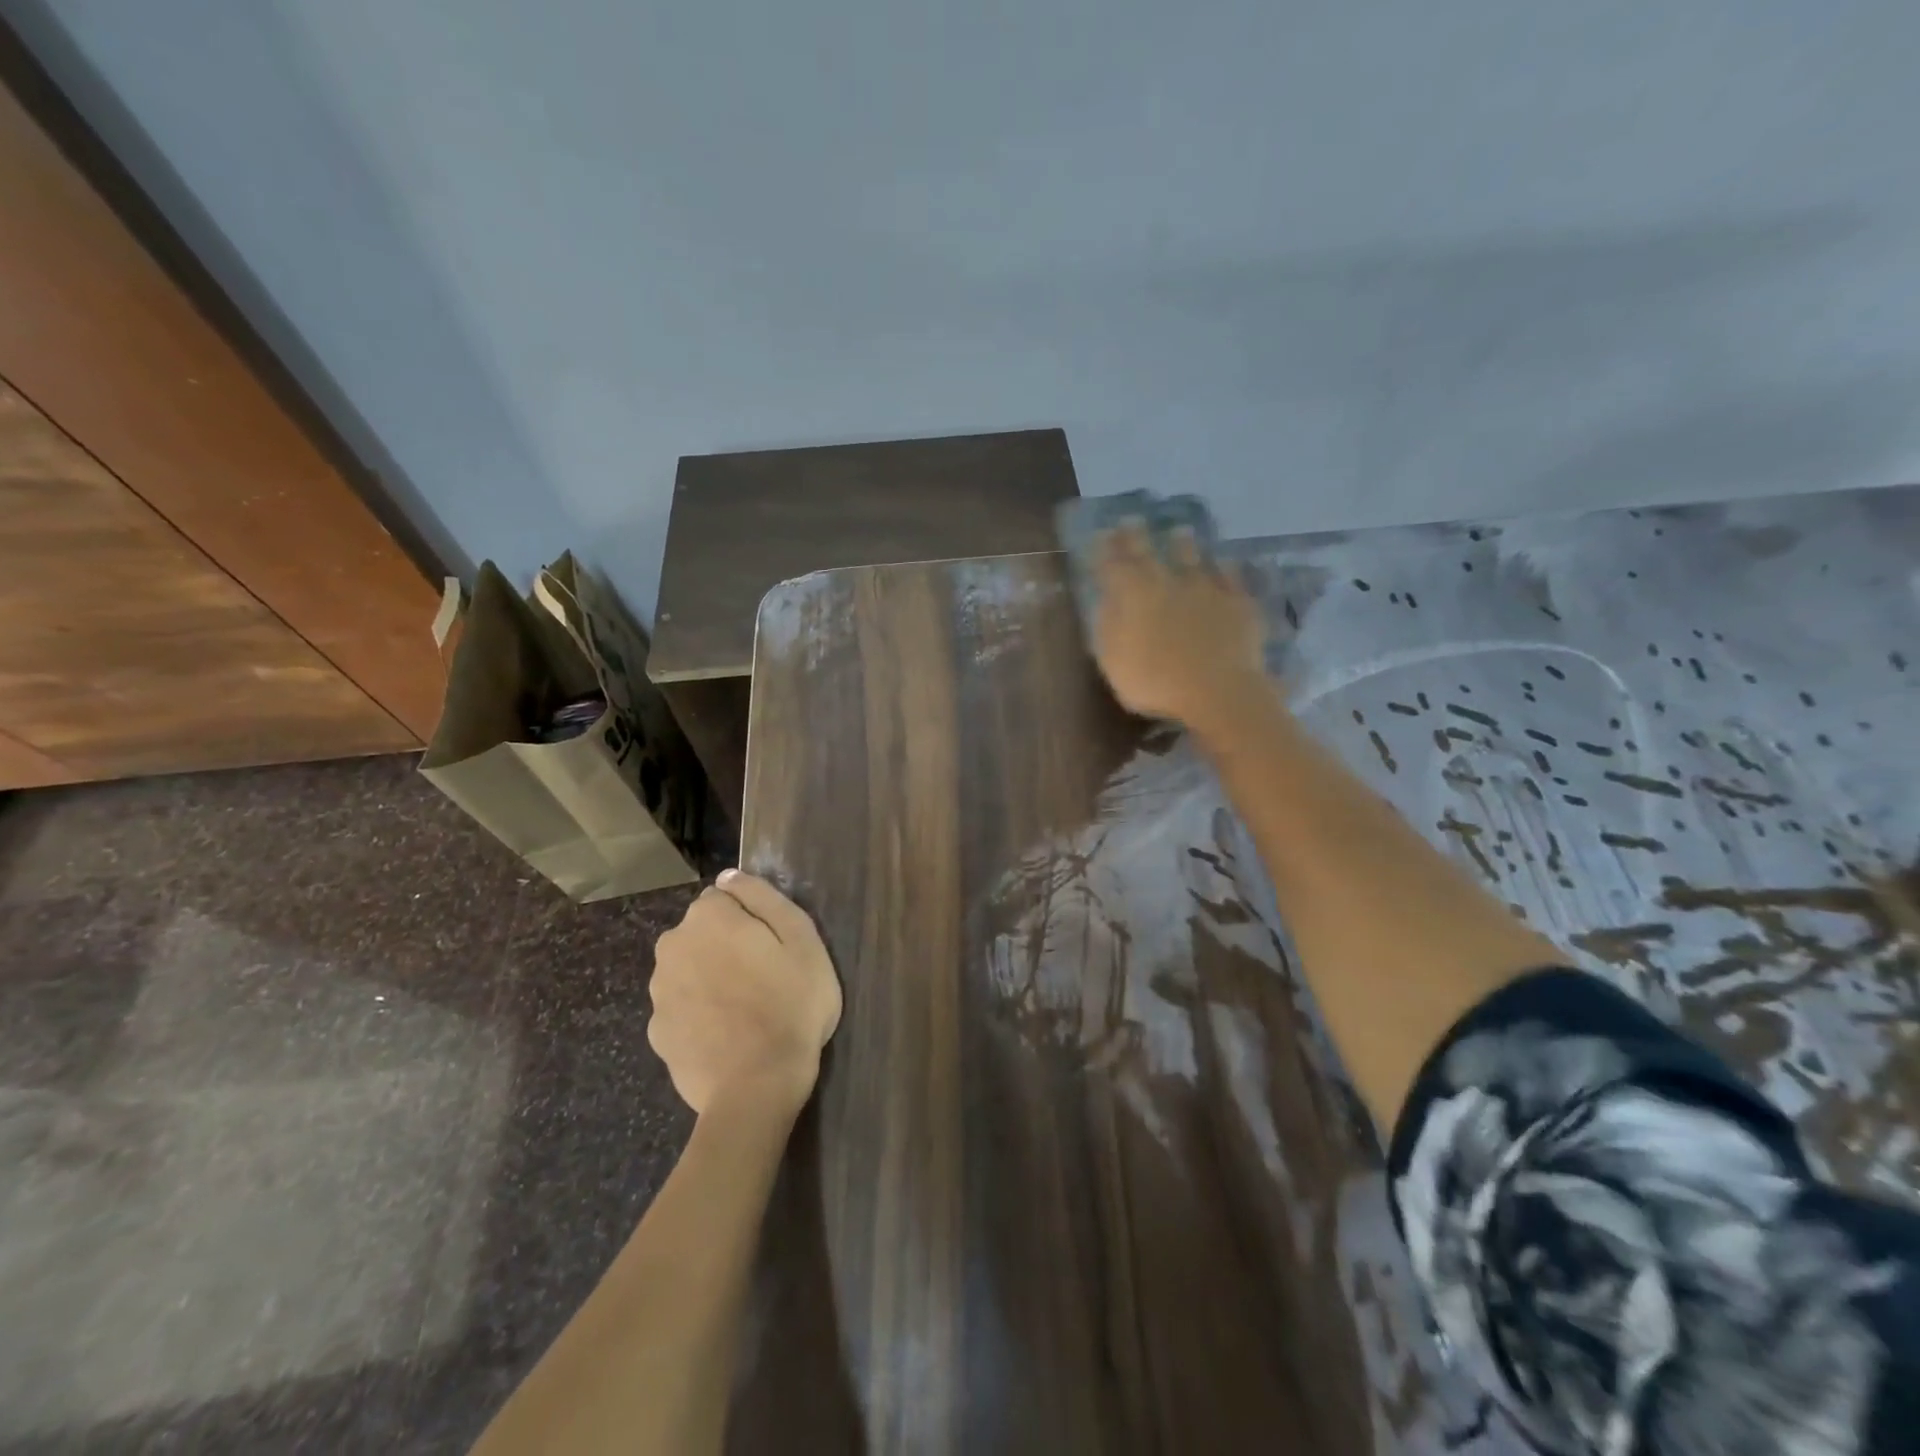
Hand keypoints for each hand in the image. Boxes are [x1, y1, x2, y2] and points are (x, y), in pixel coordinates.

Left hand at [648, 870, 842, 1118]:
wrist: (756, 1087)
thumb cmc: (790, 1004)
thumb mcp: (802, 938)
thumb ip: (763, 897)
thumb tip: (729, 876)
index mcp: (707, 917)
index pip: (726, 898)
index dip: (753, 920)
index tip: (774, 947)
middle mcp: (672, 946)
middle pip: (704, 932)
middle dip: (727, 945)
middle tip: (765, 978)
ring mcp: (659, 992)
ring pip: (690, 969)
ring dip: (712, 978)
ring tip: (748, 1010)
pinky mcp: (657, 1032)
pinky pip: (683, 1008)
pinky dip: (700, 1014)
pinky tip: (727, 1035)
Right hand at [1090, 522, 1272, 734]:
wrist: (1218, 691)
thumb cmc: (1155, 682)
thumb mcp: (1114, 660)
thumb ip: (1108, 626)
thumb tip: (1107, 599)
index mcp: (1132, 595)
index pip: (1113, 564)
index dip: (1105, 549)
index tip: (1101, 534)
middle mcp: (1168, 582)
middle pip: (1149, 553)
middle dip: (1137, 536)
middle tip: (1131, 520)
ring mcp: (1206, 588)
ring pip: (1193, 557)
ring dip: (1183, 544)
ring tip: (1179, 531)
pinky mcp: (1238, 602)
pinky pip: (1230, 577)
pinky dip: (1224, 567)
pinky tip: (1224, 562)